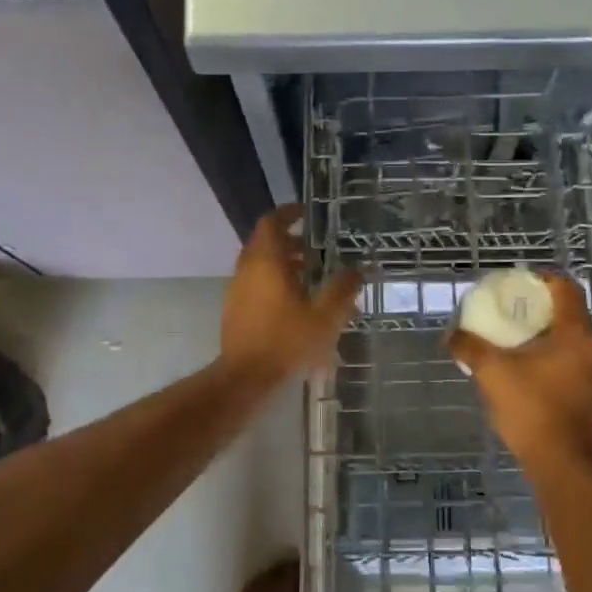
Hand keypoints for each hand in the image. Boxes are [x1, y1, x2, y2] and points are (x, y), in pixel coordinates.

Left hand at [222, 205, 361, 380]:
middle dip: (289, 241)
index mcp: (267, 262)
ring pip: (259, 264)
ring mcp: (237, 290)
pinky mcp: (235, 310)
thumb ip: (343, 289)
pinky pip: (255, 284)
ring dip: (282, 264)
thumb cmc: (287, 342)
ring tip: (309, 277)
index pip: (272, 222)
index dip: (288, 213)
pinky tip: (295, 304)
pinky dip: (273, 282)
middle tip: (314, 250)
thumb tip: (357, 269)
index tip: (306, 213)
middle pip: (265, 242)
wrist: (246, 378)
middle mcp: (248, 270)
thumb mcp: (325, 316)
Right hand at [448, 272, 591, 478]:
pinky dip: (557, 357)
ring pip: (575, 339)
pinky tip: (533, 370)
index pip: (566, 288)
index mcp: (576, 334)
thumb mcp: (492, 373)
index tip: (520, 285)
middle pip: (571, 313)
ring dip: (550, 335)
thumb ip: (470, 348)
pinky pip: (577, 361)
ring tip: (519, 342)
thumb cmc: (531, 410)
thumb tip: (452, 335)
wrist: (561, 464)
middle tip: (513, 312)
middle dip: (542, 309)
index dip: (543, 280)